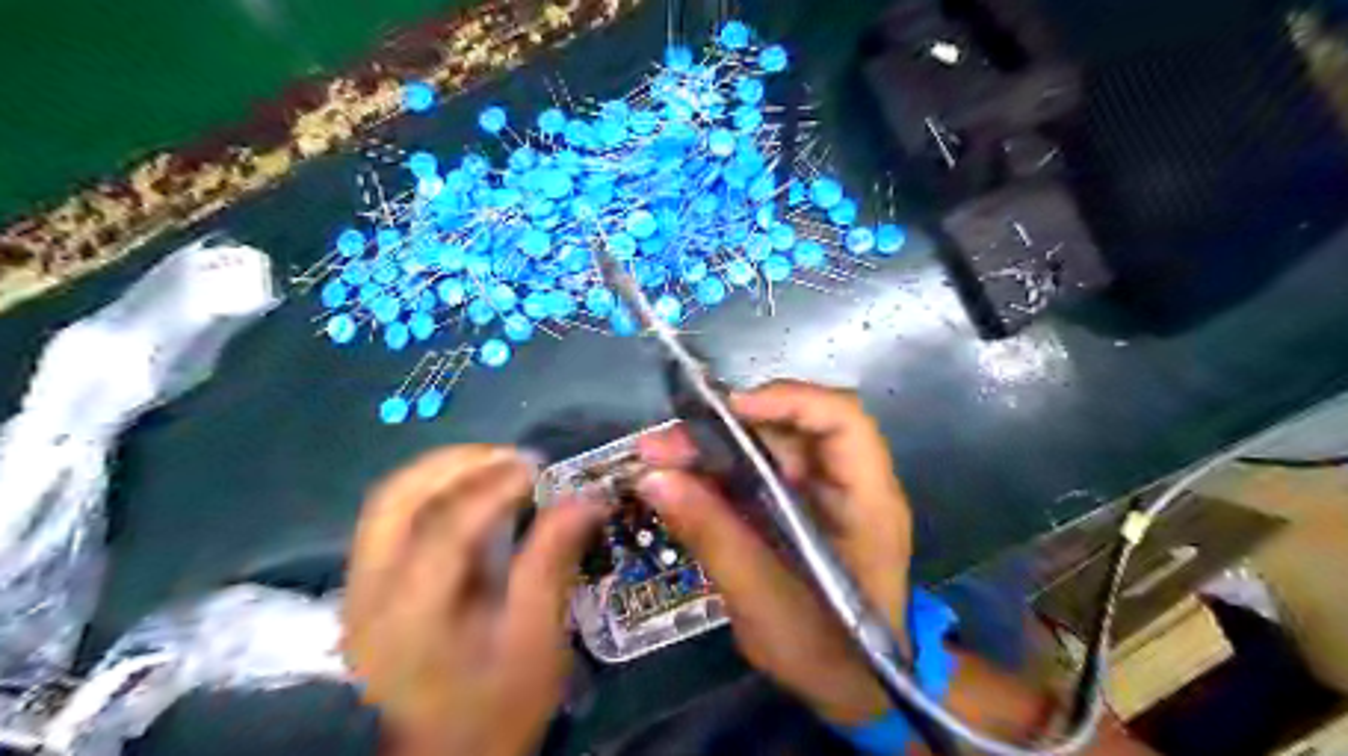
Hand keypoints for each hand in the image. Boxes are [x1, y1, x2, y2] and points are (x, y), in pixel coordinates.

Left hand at [344, 446, 604, 755]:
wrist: (447, 755)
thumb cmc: (498, 704)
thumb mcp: (537, 639)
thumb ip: (553, 561)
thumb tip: (587, 496)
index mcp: (410, 618)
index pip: (444, 528)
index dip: (493, 487)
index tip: (539, 467)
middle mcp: (368, 595)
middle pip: (398, 499)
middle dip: (459, 464)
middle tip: (514, 456)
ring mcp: (358, 588)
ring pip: (388, 500)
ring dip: (442, 469)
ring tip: (495, 462)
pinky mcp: (365, 584)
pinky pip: (390, 515)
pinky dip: (431, 488)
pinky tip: (470, 487)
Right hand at [636, 379, 910, 729]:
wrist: (856, 689)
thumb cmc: (830, 653)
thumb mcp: (766, 602)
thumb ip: (714, 536)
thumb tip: (654, 479)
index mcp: (867, 500)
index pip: (841, 420)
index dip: (787, 400)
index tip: (726, 410)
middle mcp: (848, 482)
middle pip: (791, 427)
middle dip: (725, 428)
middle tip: (663, 445)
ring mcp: (822, 492)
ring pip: (767, 446)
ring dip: (713, 447)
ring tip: (659, 459)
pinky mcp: (797, 504)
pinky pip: (756, 472)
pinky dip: (718, 471)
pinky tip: (679, 481)